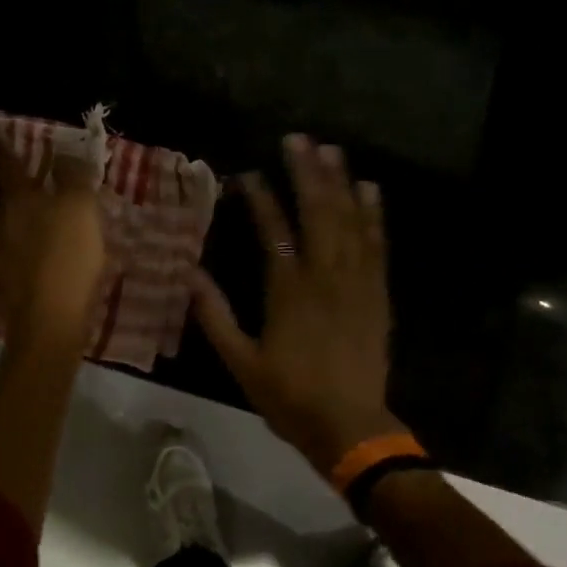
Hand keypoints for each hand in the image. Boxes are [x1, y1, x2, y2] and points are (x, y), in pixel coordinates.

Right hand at [190, 134, 403, 475]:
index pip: (273, 232)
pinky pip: (376, 246)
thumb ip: (215, 317)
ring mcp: (356, 283)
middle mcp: (324, 277)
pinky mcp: (377, 294)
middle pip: (317, 213)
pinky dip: (374, 215)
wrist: (351, 427)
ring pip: (349, 222)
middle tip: (298, 139)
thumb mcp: (240, 363)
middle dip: (308, 173)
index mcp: (288, 292)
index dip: (260, 200)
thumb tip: (188, 275)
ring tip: (332, 150)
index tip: (248, 174)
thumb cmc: (290, 397)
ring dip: (340, 183)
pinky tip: (370, 190)